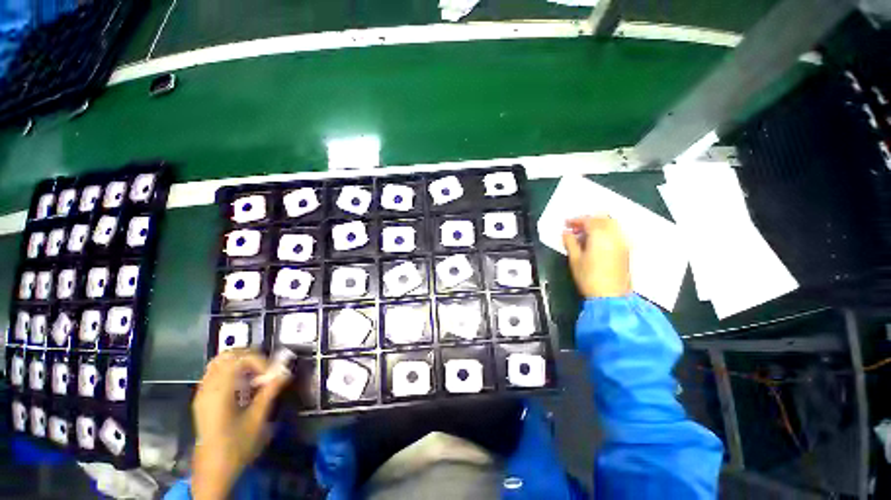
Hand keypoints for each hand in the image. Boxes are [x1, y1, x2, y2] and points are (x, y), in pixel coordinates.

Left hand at [191, 349, 290, 499]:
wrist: (213, 470)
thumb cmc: (236, 446)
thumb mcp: (258, 419)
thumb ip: (270, 391)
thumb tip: (286, 372)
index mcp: (219, 392)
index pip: (238, 358)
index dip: (259, 360)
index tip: (271, 374)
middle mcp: (207, 388)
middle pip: (227, 355)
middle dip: (251, 356)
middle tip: (266, 369)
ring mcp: (202, 392)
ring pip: (220, 361)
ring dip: (241, 362)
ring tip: (256, 375)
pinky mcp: (203, 398)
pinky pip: (216, 372)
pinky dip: (232, 371)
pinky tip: (243, 385)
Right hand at [562, 215, 631, 297]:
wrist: (610, 296)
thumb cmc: (588, 277)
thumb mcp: (574, 259)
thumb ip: (570, 242)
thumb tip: (566, 232)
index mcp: (600, 236)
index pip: (588, 221)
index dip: (576, 220)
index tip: (566, 223)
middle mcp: (614, 236)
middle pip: (603, 219)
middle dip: (588, 220)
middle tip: (575, 227)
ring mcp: (622, 242)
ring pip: (611, 225)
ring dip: (598, 225)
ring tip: (584, 234)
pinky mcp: (625, 250)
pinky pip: (615, 233)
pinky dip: (605, 232)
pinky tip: (595, 241)